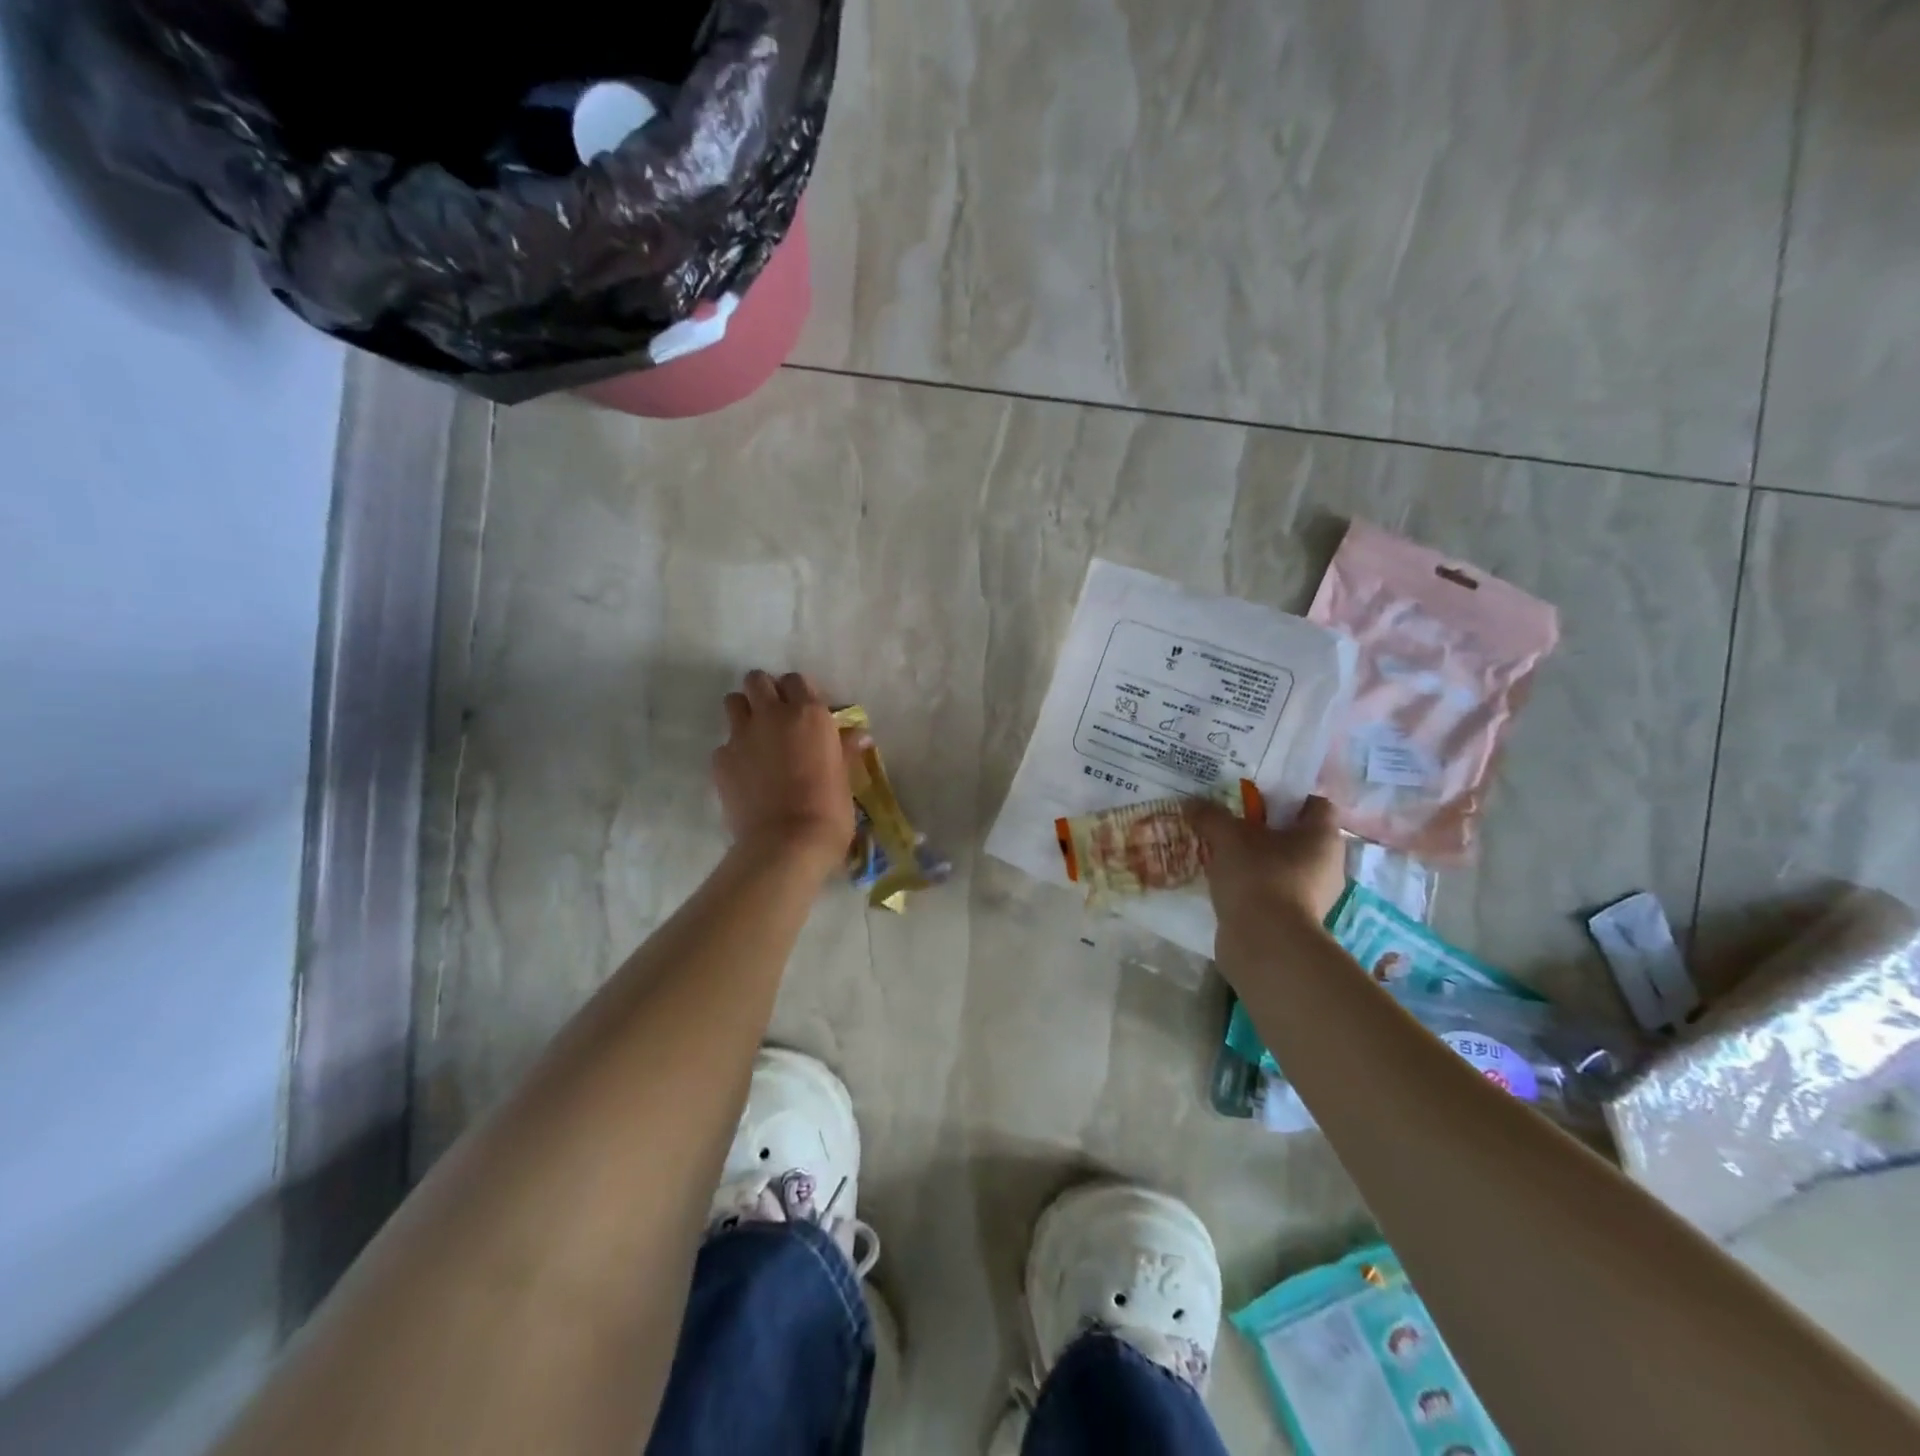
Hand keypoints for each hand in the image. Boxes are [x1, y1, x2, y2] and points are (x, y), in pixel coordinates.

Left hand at [712, 671, 858, 869]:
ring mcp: (741, 735)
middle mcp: (773, 714)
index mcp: (809, 714)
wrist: (787, 844)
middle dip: (764, 691)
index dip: (799, 692)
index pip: (797, 680)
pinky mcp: (720, 760)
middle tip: (775, 715)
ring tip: (756, 737)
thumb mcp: (846, 777)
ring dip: (744, 712)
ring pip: (733, 702)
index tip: (804, 711)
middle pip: (757, 680)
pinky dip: (734, 753)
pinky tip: (745, 774)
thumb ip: (846, 750)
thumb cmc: (829, 810)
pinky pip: (724, 744)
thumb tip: (860, 735)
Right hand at [1190, 794, 1346, 941]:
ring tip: (1223, 853)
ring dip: (1258, 858)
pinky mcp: (1295, 919)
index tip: (1256, 798)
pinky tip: (1226, 882)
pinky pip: (1274, 890)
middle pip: (1297, 835)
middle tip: (1233, 824)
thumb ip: (1211, 816)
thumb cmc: (1259, 876)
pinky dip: (1254, 885)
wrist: (1265, 943)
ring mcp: (1313, 895)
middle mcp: (1327, 864)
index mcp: (1323, 836)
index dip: (1288, 796)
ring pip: (1284, 864)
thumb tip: (1191, 803)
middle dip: (1265, 829)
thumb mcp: (1228, 837)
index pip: (1315, 804)